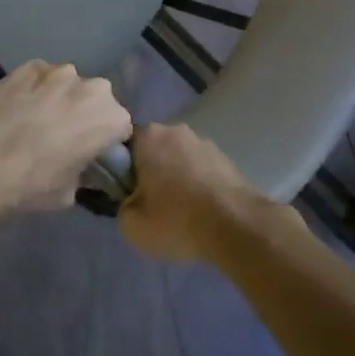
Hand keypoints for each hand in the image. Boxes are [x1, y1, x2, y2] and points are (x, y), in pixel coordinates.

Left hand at [0, 61, 132, 220]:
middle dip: (85, 114)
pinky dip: (33, 89)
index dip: (106, 142)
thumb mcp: (70, 192)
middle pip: (96, 100)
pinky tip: (16, 107)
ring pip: (67, 84)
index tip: (91, 154)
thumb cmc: (33, 184)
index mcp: (112, 118)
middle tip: (63, 136)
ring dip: (59, 98)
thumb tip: (79, 167)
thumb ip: (84, 173)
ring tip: (35, 119)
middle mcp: (93, 87)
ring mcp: (58, 72)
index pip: (120, 128)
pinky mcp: (28, 66)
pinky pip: (39, 77)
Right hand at [118, 122, 286, 263]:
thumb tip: (132, 202)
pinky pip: (199, 169)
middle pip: (152, 150)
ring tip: (177, 210)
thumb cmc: (176, 219)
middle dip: (148, 171)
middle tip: (148, 203)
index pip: (122, 146)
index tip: (123, 192)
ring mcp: (203, 142)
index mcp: (148, 136)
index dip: (118, 169)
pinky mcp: (225, 158)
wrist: (236, 225)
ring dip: (174, 177)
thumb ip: (122, 207)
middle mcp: (175, 130)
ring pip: (177, 159)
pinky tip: (198, 209)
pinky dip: (195, 184)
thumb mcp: (131, 225)